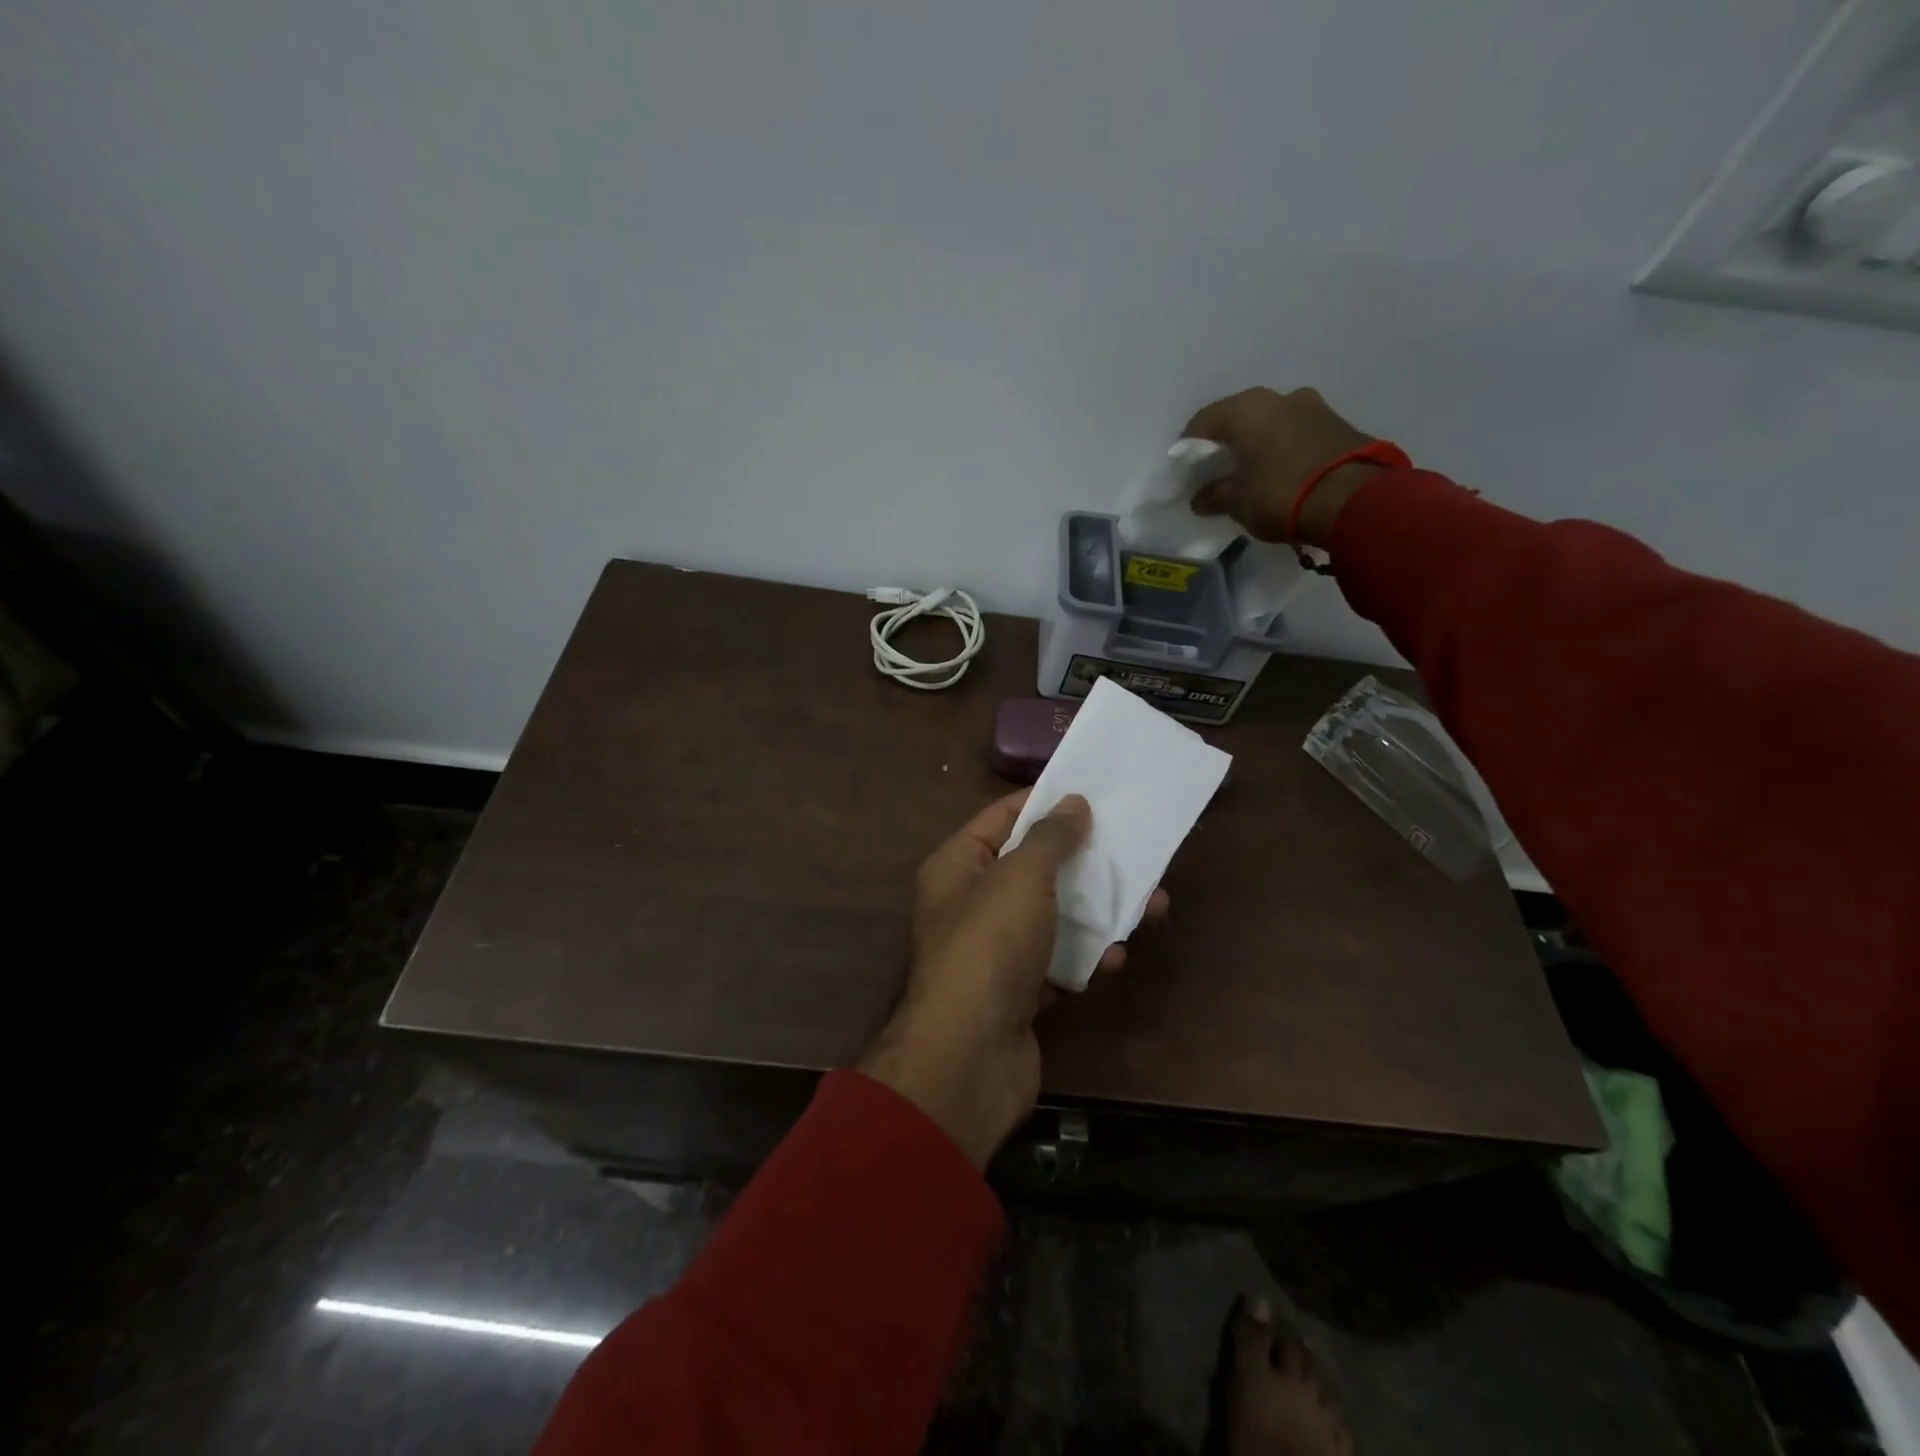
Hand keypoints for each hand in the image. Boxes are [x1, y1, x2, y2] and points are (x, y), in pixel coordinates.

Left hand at [859, 790, 1168, 1167]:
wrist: (969, 1058)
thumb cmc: (989, 948)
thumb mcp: (1021, 878)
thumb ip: (1049, 838)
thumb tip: (1073, 803)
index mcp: (957, 866)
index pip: (1001, 817)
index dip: (1045, 803)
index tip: (1092, 794)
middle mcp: (971, 903)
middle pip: (1034, 868)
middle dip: (1085, 862)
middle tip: (1134, 851)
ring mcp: (994, 950)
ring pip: (1053, 916)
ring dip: (1097, 911)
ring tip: (1151, 905)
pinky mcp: (1017, 991)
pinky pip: (1058, 961)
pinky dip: (1085, 957)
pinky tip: (1115, 957)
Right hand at [1182, 387, 1382, 549]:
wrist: (1353, 500)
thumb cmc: (1281, 494)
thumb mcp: (1238, 502)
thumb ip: (1215, 496)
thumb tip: (1200, 499)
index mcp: (1247, 409)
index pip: (1204, 421)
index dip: (1189, 447)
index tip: (1185, 469)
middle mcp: (1280, 398)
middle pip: (1241, 417)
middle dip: (1228, 441)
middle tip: (1218, 468)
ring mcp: (1315, 407)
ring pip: (1274, 422)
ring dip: (1261, 443)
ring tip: (1253, 471)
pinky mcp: (1340, 425)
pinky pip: (1299, 433)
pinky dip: (1286, 449)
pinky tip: (1282, 472)